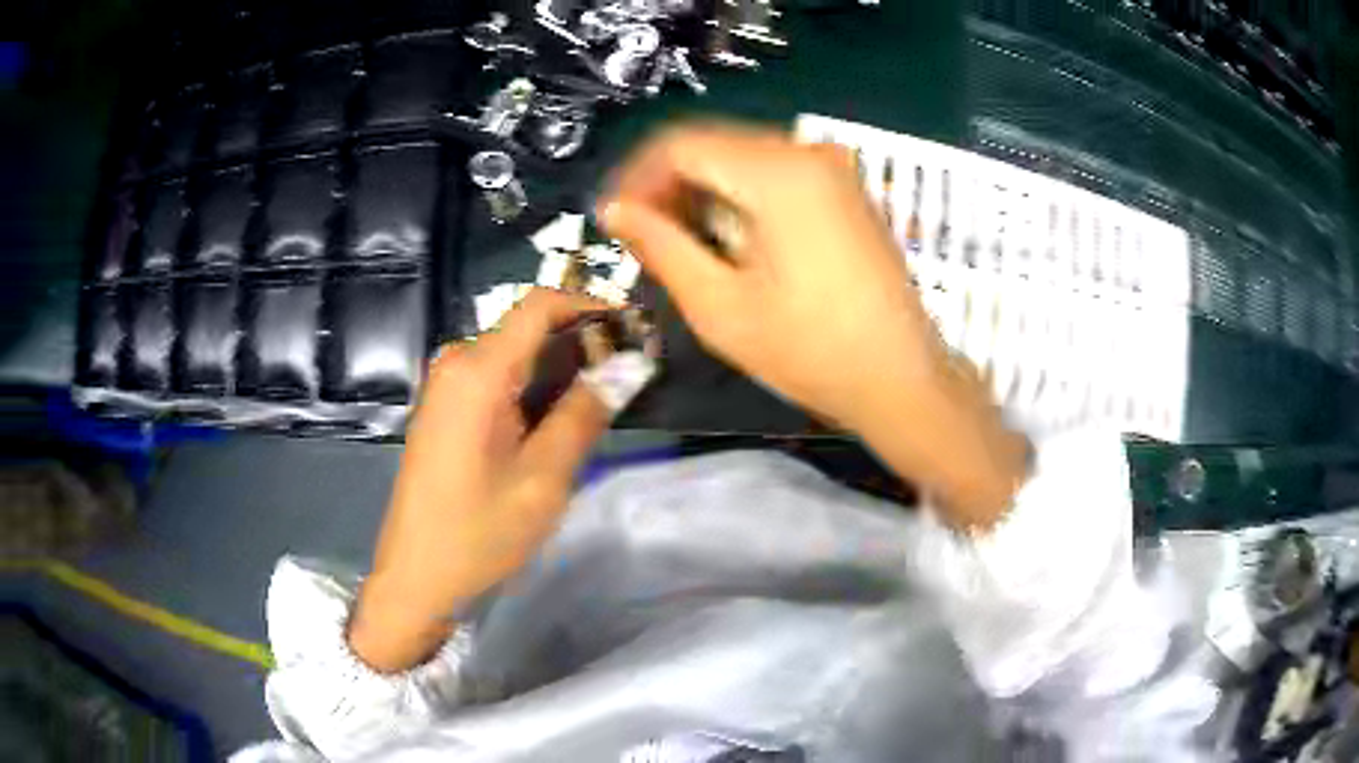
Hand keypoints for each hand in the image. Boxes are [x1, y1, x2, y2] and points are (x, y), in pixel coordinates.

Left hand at [349, 289, 610, 672]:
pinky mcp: (445, 408)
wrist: (416, 575)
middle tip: (628, 380)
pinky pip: (496, 378)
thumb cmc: (478, 533)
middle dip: (580, 344)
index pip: (540, 304)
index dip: (590, 306)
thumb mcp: (543, 479)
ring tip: (602, 404)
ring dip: (559, 370)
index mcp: (477, 371)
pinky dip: (533, 388)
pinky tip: (556, 422)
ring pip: (514, 355)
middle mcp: (457, 363)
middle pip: (528, 328)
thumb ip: (585, 413)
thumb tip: (630, 363)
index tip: (633, 332)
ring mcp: (446, 385)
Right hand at [599, 122, 1028, 526]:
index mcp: (778, 172)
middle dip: (667, 184)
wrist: (902, 379)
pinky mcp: (845, 188)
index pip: (681, 144)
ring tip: (677, 243)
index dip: (636, 176)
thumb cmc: (811, 352)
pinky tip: (726, 238)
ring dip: (701, 191)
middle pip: (712, 144)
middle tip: (640, 236)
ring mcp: (834, 167)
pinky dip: (738, 196)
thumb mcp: (720, 306)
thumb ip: (660, 246)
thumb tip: (613, 209)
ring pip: (741, 157)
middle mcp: (808, 151)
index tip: (612, 218)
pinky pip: (774, 172)